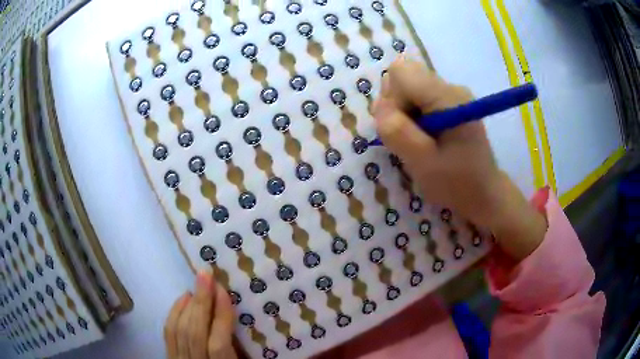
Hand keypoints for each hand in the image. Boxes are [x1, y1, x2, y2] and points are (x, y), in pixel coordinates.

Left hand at [164, 271, 236, 358]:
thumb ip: (241, 347)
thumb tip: (237, 312)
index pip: (218, 344)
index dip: (220, 317)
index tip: (222, 290)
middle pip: (194, 332)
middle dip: (201, 302)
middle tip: (206, 275)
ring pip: (179, 330)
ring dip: (188, 305)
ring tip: (198, 286)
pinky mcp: (169, 356)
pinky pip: (168, 333)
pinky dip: (174, 312)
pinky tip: (183, 299)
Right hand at [373, 57, 546, 260]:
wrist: (483, 193)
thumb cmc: (457, 182)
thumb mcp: (423, 163)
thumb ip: (398, 131)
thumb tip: (380, 105)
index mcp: (448, 97)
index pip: (401, 71)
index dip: (392, 97)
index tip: (402, 126)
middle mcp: (450, 87)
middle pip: (403, 77)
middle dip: (396, 106)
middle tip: (408, 137)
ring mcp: (450, 94)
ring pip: (407, 87)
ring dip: (402, 113)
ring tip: (417, 140)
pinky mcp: (448, 103)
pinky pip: (416, 98)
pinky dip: (411, 117)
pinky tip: (423, 137)